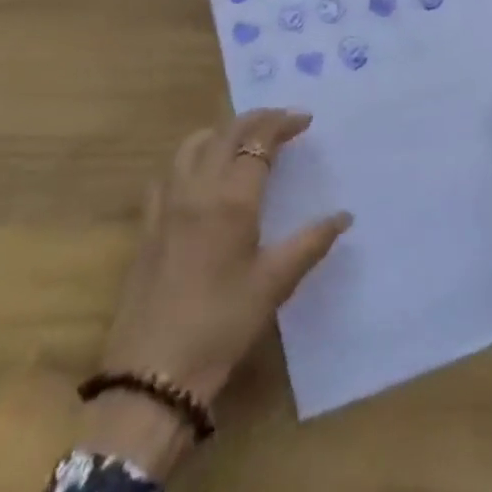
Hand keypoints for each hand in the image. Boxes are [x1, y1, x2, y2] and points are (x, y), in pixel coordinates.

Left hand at [77, 109, 350, 476]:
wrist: (152, 372)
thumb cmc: (221, 326)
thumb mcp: (274, 285)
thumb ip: (310, 243)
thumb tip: (344, 216)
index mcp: (232, 198)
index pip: (259, 140)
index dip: (282, 123)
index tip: (305, 120)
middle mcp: (197, 188)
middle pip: (226, 133)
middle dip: (257, 120)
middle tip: (282, 123)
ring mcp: (167, 203)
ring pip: (193, 144)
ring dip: (222, 132)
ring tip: (244, 140)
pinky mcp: (147, 223)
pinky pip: (169, 170)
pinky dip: (191, 156)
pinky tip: (200, 174)